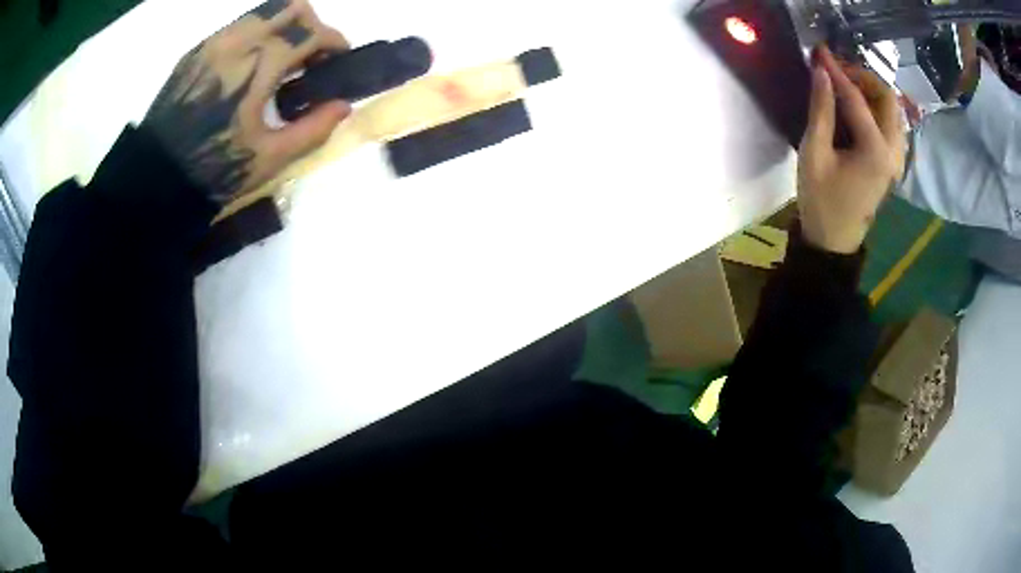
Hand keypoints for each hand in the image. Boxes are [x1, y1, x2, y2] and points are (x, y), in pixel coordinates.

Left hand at [142, 0, 351, 205]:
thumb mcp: (269, 159)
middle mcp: (240, 40)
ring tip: (281, 60)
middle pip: (292, 7)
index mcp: (261, 63)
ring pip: (264, 11)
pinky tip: (250, 67)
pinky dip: (256, 35)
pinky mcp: (197, 51)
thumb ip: (313, 129)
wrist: (155, 175)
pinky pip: (237, 26)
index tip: (340, 59)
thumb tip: (343, 106)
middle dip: (311, 25)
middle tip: (310, 55)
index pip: (312, 32)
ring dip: (283, 26)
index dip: (335, 41)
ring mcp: (215, 42)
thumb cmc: (213, 169)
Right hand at [798, 46, 905, 253]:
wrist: (835, 241)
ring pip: (892, 110)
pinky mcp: (893, 162)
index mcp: (875, 151)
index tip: (819, 53)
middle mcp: (894, 151)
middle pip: (887, 99)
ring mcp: (897, 158)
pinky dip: (876, 107)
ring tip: (846, 85)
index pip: (857, 99)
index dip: (837, 73)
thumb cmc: (821, 200)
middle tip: (838, 72)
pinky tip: (858, 107)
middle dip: (863, 78)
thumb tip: (822, 73)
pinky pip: (891, 124)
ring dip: (871, 91)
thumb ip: (821, 110)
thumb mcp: (814, 153)